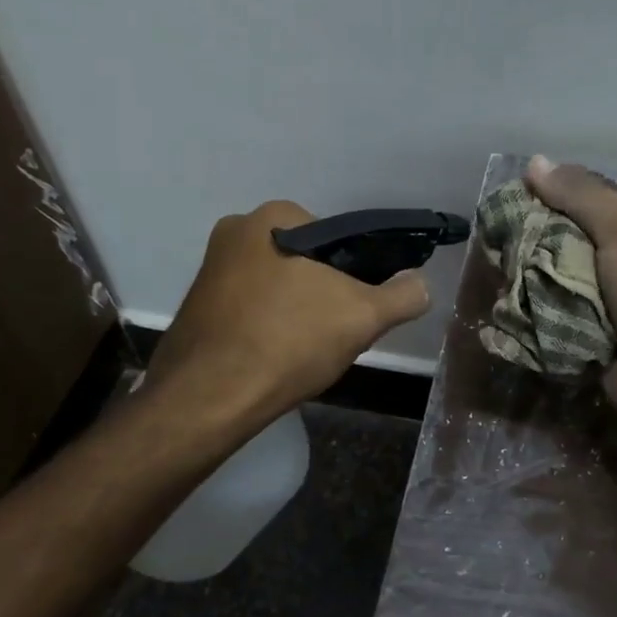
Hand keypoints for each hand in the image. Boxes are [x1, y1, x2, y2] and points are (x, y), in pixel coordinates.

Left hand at [145, 200, 432, 422]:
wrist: (209, 398)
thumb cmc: (288, 340)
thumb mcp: (363, 316)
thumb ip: (402, 296)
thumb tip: (421, 285)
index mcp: (272, 218)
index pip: (334, 237)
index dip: (354, 273)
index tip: (357, 307)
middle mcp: (233, 233)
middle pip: (303, 263)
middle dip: (322, 294)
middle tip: (333, 333)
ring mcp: (208, 272)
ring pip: (276, 288)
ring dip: (295, 313)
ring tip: (303, 352)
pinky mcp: (195, 309)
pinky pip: (248, 312)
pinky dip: (266, 329)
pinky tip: (273, 360)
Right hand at [525, 156, 616, 428]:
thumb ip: (580, 194)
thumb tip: (535, 161)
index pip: (596, 202)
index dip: (556, 197)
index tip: (516, 198)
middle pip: (575, 241)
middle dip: (539, 242)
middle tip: (499, 241)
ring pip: (563, 281)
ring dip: (534, 281)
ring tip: (499, 274)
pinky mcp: (598, 338)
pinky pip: (559, 317)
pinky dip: (538, 314)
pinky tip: (509, 307)